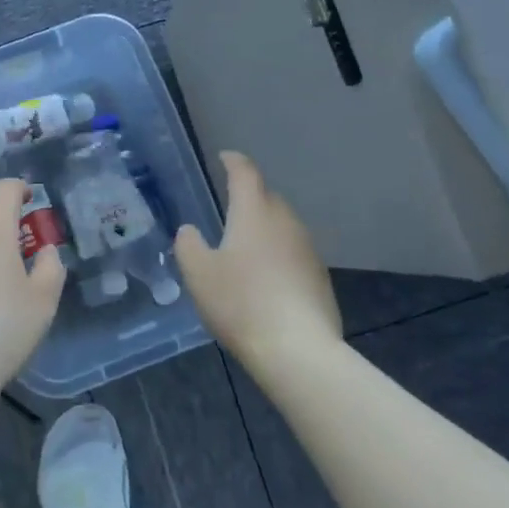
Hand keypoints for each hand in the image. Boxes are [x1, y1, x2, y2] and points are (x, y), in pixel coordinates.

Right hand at [176, 152, 342, 371]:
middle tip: (229, 208)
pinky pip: (293, 253)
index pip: (245, 173)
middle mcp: (285, 222)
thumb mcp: (198, 274)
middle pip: (267, 197)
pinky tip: (267, 279)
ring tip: (246, 246)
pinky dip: (278, 255)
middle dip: (250, 197)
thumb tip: (190, 231)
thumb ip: (188, 245)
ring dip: (265, 228)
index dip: (234, 162)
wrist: (298, 350)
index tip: (225, 157)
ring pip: (283, 226)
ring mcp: (307, 249)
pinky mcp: (320, 276)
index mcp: (254, 213)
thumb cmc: (241, 303)